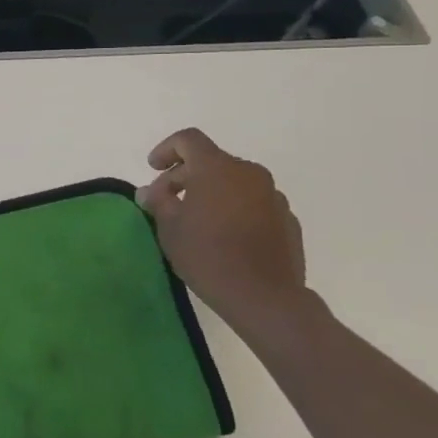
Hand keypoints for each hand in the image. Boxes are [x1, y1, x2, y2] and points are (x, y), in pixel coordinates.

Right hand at [140, 129, 308, 330]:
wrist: (265, 297)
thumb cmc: (208, 255)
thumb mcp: (169, 227)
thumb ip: (158, 201)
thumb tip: (150, 191)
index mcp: (217, 168)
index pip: (188, 140)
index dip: (166, 149)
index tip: (153, 169)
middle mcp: (249, 173)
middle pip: (211, 161)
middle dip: (185, 176)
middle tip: (166, 202)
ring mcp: (273, 196)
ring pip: (234, 182)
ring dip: (211, 193)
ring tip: (196, 221)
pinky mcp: (287, 219)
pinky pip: (253, 203)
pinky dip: (235, 209)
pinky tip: (225, 237)